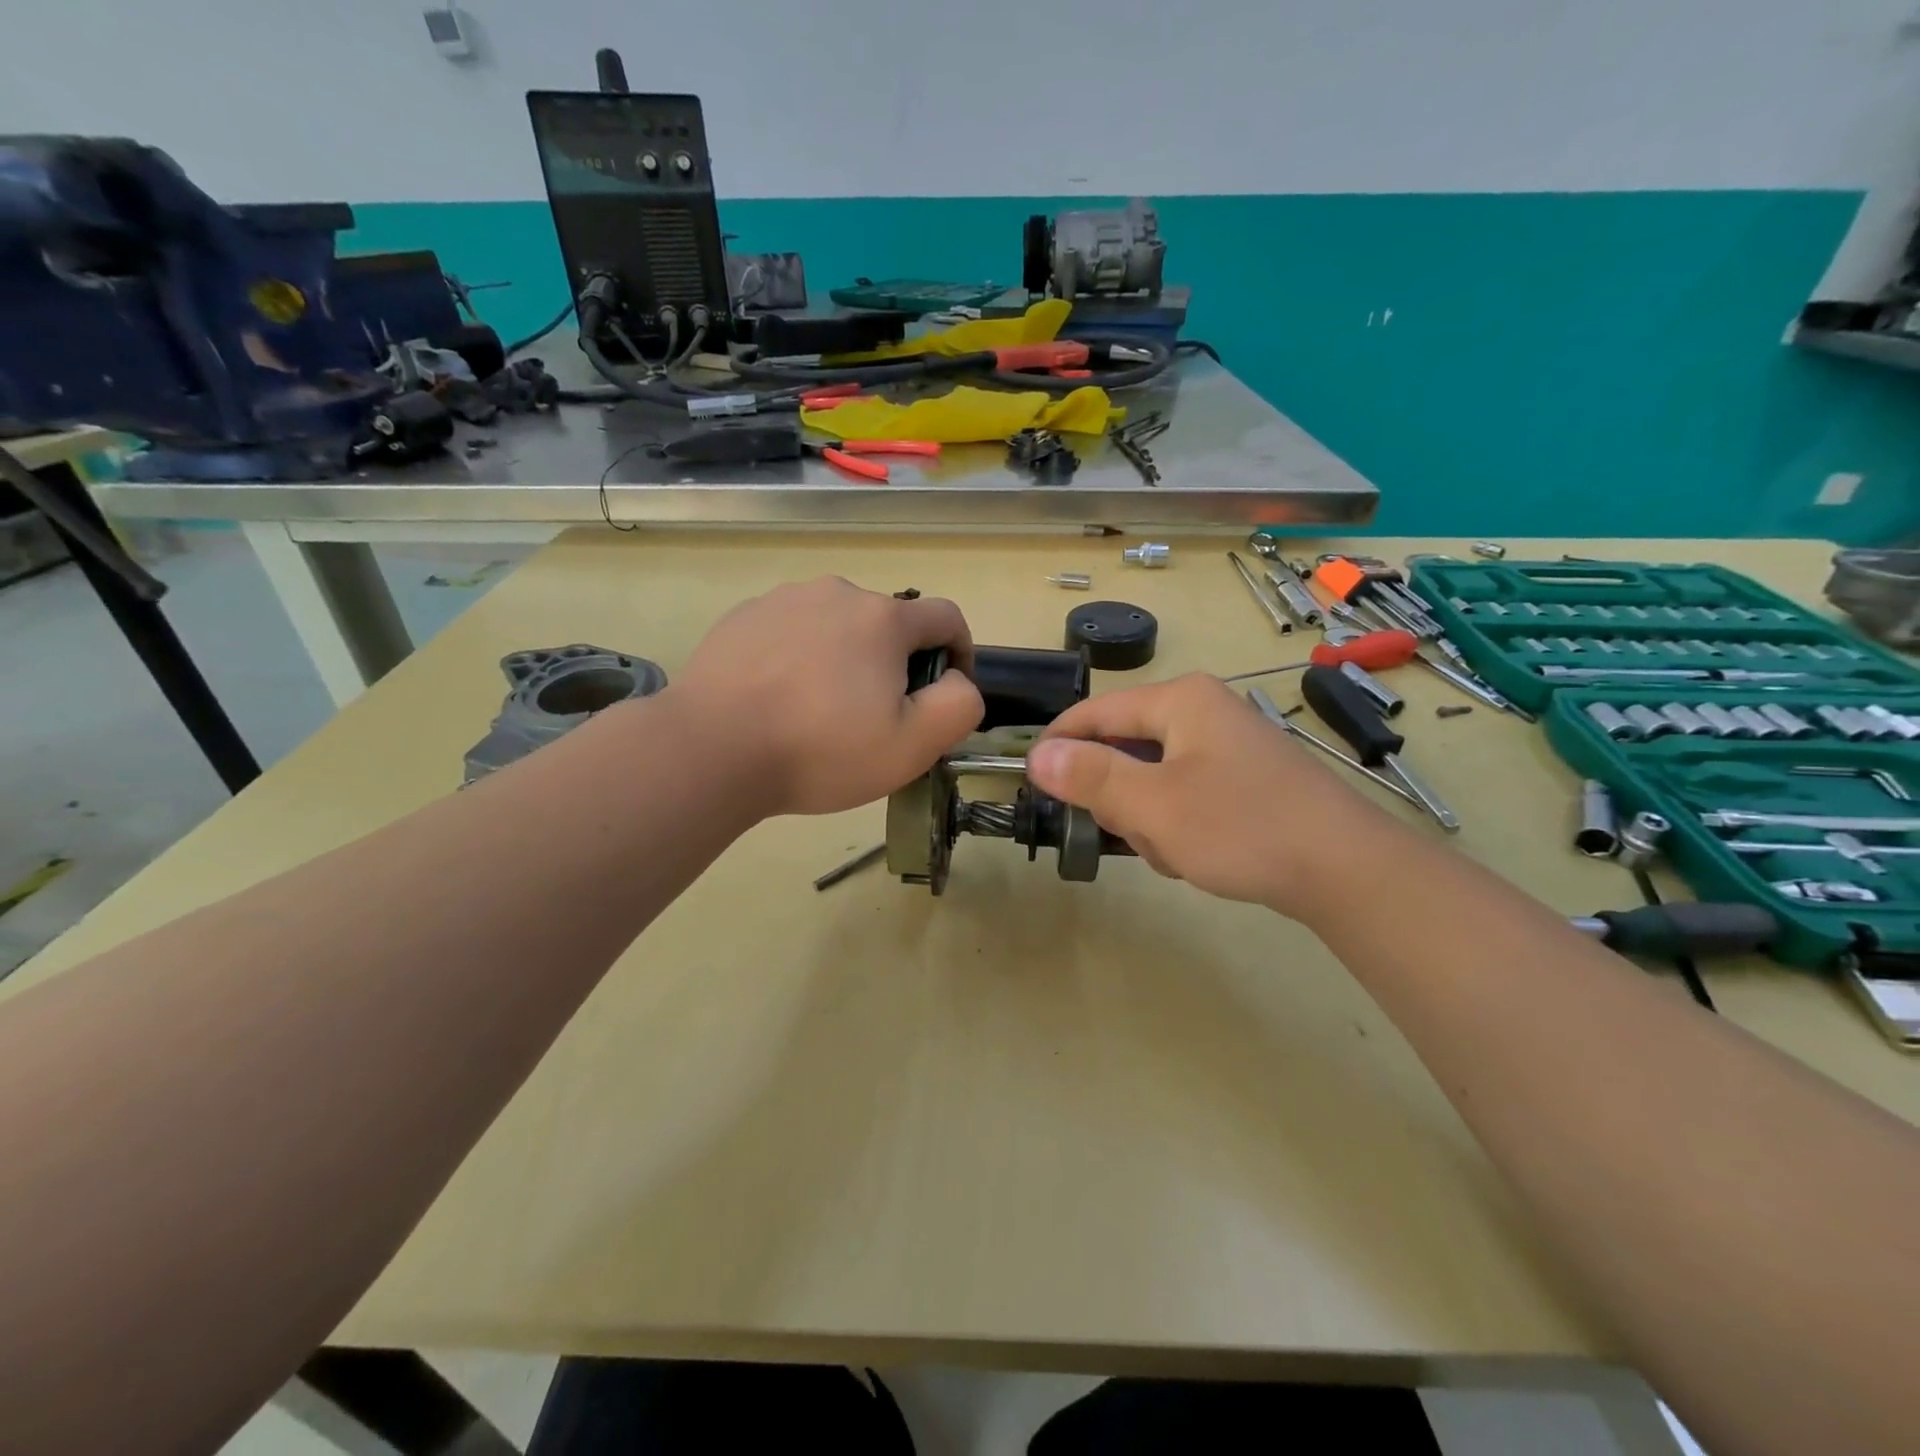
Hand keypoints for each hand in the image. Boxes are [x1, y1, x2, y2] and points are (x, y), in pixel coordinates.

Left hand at [672, 577, 983, 816]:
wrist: (710, 749)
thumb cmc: (820, 749)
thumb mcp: (912, 746)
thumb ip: (958, 706)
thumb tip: (956, 681)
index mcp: (883, 618)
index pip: (946, 617)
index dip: (960, 653)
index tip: (944, 691)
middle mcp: (836, 593)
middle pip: (888, 625)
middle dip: (895, 665)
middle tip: (872, 719)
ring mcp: (784, 600)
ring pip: (837, 627)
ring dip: (845, 659)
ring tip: (819, 711)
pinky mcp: (744, 616)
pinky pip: (792, 631)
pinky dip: (800, 657)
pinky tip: (778, 699)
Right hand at [1025, 673, 1391, 916]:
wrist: (1346, 870)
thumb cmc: (1242, 827)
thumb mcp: (1154, 805)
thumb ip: (1091, 776)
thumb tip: (1037, 754)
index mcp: (1180, 701)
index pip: (1094, 712)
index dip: (1058, 745)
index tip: (1033, 784)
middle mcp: (1202, 711)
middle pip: (1124, 747)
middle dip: (1119, 797)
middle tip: (1134, 834)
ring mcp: (1226, 745)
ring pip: (1152, 777)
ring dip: (1149, 818)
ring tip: (1175, 851)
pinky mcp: (1242, 778)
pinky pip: (1183, 793)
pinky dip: (1178, 824)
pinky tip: (1199, 853)